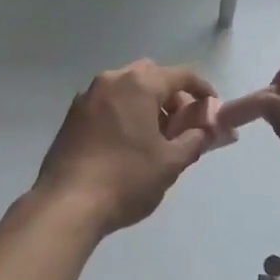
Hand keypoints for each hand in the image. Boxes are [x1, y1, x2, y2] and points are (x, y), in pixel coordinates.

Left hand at [33, 60, 219, 236]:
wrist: (67, 204)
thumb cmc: (126, 179)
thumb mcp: (170, 163)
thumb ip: (194, 140)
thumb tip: (204, 130)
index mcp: (138, 84)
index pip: (181, 75)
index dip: (202, 90)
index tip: (213, 109)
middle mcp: (112, 80)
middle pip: (151, 75)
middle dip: (171, 95)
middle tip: (181, 125)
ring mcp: (88, 96)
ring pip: (127, 87)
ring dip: (146, 103)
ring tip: (155, 138)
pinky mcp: (72, 115)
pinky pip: (107, 102)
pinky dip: (124, 112)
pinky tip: (127, 144)